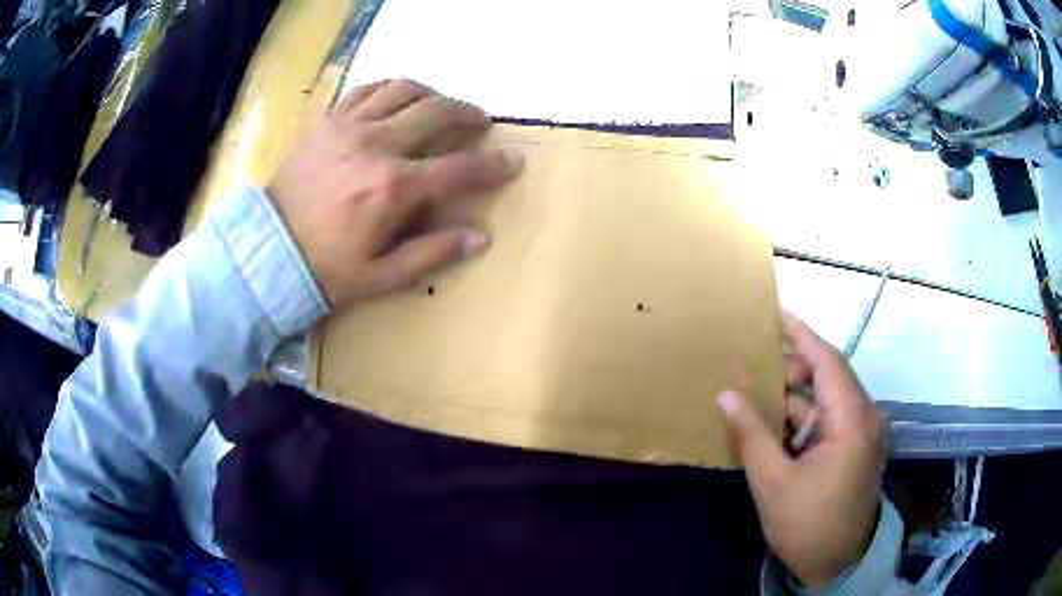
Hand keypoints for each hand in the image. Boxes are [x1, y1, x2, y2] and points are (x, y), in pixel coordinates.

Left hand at [269, 79, 523, 306]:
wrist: (268, 250)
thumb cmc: (326, 269)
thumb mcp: (381, 276)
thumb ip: (433, 253)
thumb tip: (481, 238)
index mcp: (394, 188)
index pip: (459, 167)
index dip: (492, 164)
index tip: (513, 160)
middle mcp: (377, 146)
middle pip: (437, 111)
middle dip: (468, 113)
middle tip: (479, 122)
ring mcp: (349, 127)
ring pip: (405, 90)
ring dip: (432, 95)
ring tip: (440, 107)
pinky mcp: (328, 120)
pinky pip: (367, 89)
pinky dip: (391, 88)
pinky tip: (397, 99)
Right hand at [716, 311, 887, 588]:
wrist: (836, 564)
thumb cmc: (808, 524)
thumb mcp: (774, 482)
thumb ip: (751, 435)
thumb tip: (726, 394)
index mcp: (853, 420)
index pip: (827, 361)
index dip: (801, 334)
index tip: (775, 312)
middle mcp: (865, 418)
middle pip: (830, 376)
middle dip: (794, 365)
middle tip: (755, 357)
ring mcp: (862, 434)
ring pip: (828, 399)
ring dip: (796, 395)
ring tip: (759, 389)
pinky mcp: (856, 449)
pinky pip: (829, 420)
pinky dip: (803, 418)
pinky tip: (775, 422)